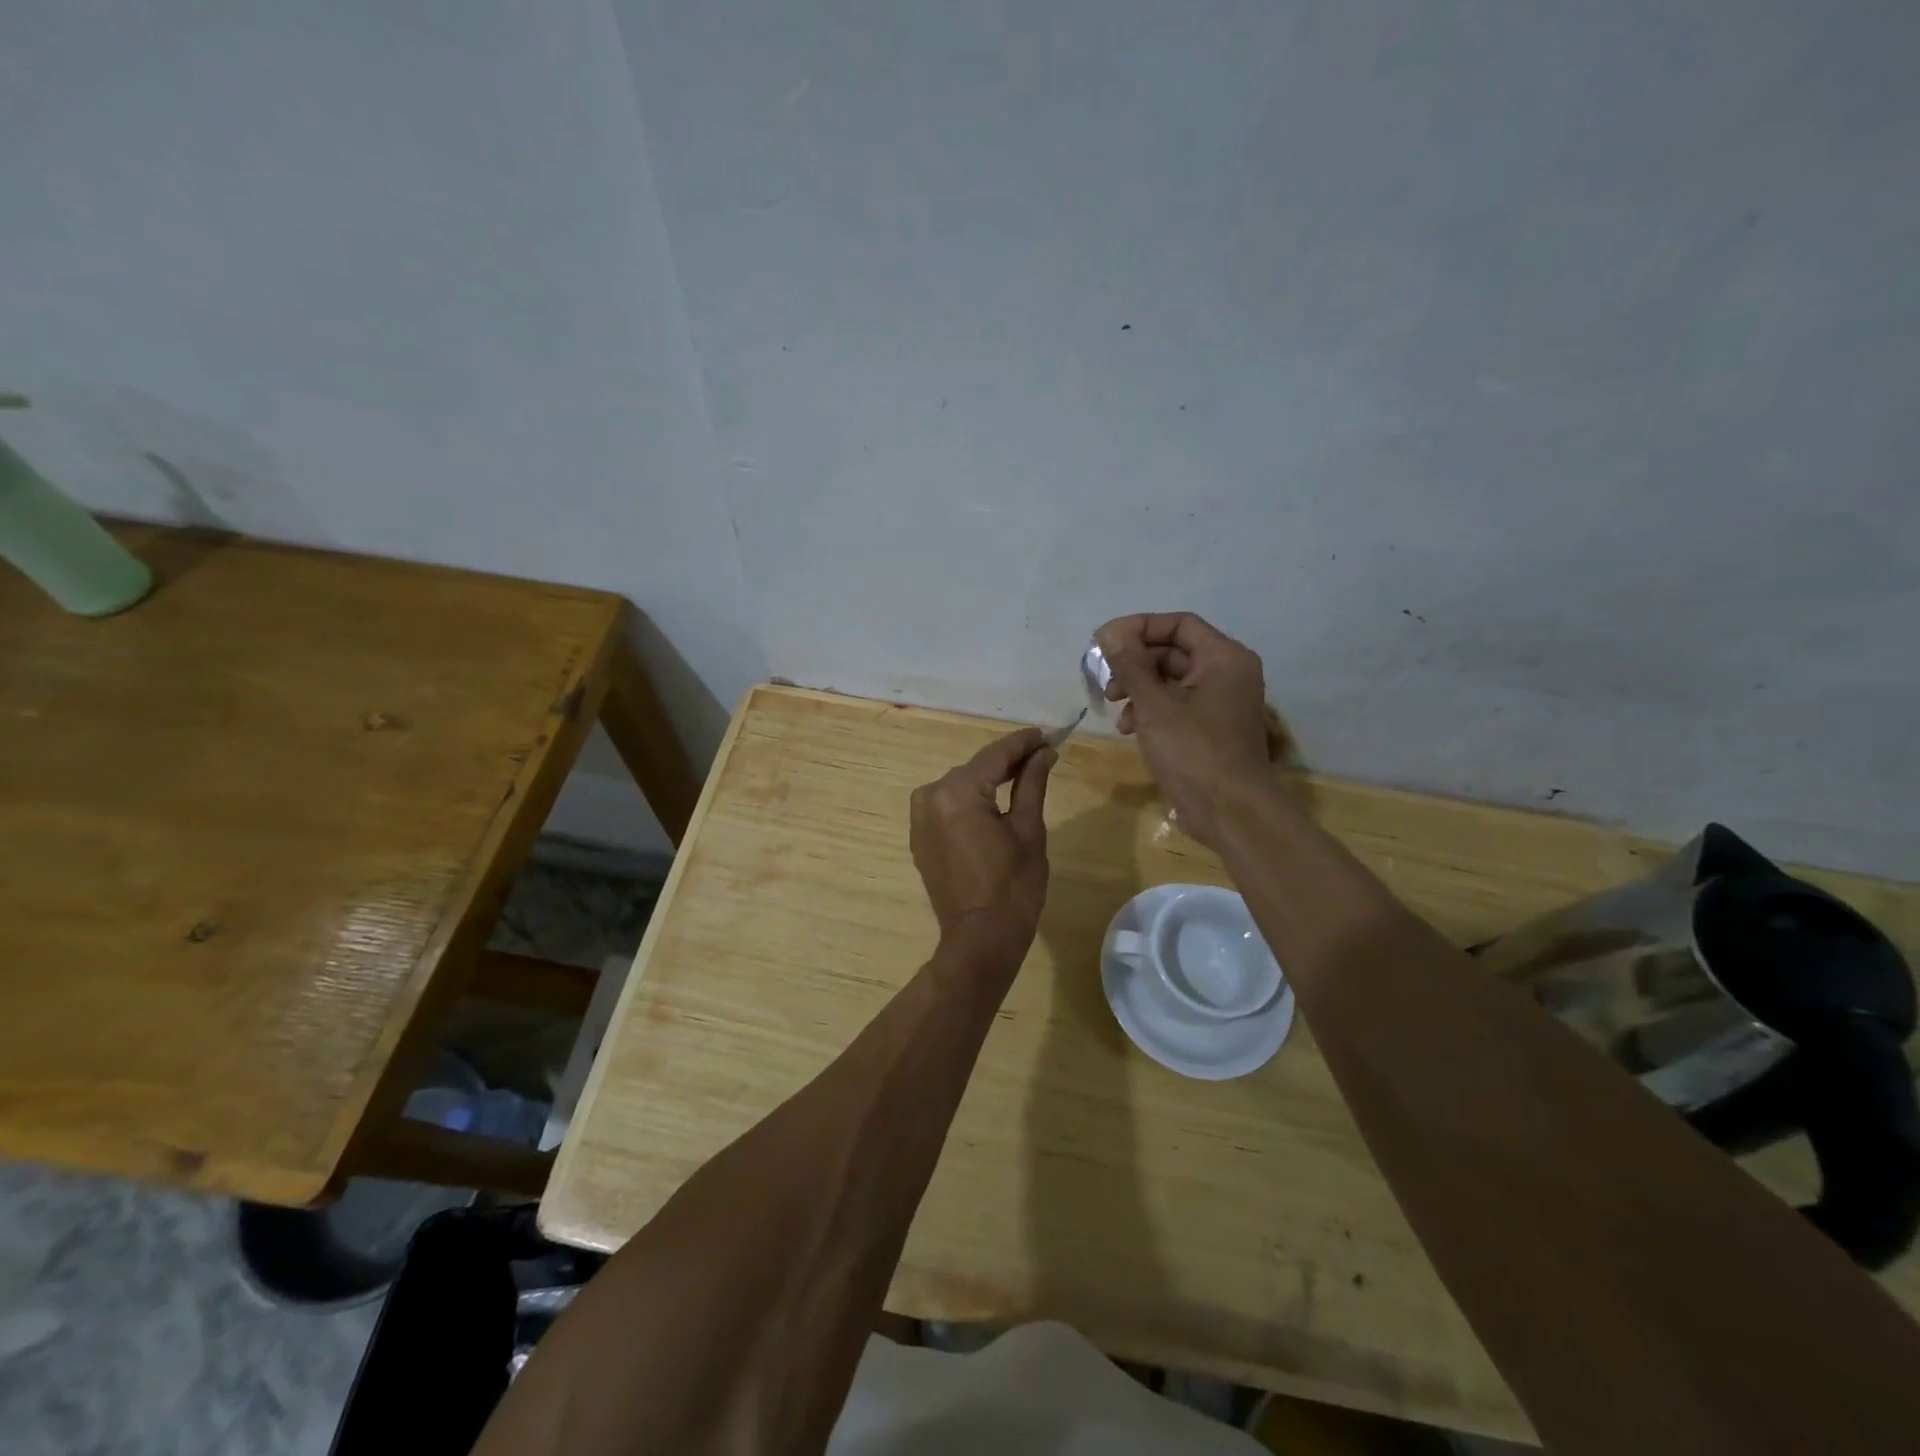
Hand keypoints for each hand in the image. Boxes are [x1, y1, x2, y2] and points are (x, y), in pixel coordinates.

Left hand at [910, 727, 1056, 965]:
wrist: (980, 939)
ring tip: (1023, 776)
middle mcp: (929, 797)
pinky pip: (948, 806)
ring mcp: (919, 818)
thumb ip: (1031, 783)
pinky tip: (995, 802)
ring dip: (989, 780)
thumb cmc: (1013, 886)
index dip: (1023, 743)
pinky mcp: (920, 836)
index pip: (995, 756)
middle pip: (976, 768)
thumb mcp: (1028, 829)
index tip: (1047, 733)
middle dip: (1008, 761)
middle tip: (1042, 754)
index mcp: (956, 793)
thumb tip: (1044, 752)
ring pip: (961, 786)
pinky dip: (971, 800)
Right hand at [1095, 612, 1271, 849]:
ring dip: (1138, 689)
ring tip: (1115, 708)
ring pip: (1171, 680)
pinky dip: (1151, 711)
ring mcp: (1220, 702)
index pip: (1178, 624)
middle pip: (1173, 652)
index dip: (1139, 628)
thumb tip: (1109, 632)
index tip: (1105, 643)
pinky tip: (1130, 729)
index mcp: (1224, 658)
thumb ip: (1130, 665)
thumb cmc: (1193, 752)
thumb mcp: (1154, 705)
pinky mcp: (1210, 728)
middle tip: (1106, 681)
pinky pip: (1176, 705)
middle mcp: (1227, 673)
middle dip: (1135, 664)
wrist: (1230, 812)